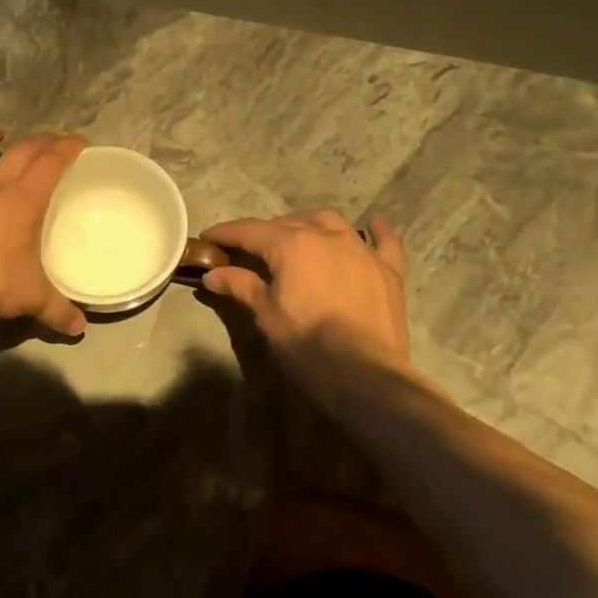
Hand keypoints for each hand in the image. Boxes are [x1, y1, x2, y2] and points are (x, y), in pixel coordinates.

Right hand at [200, 211, 410, 379]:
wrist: (366, 375)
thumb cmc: (307, 344)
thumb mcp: (267, 315)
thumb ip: (241, 286)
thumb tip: (213, 274)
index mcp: (292, 244)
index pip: (250, 231)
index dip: (226, 233)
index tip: (208, 237)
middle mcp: (327, 236)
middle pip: (290, 223)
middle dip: (266, 232)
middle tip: (250, 250)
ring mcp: (361, 250)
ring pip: (331, 223)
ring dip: (310, 224)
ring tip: (298, 236)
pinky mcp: (388, 271)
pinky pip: (384, 242)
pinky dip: (376, 232)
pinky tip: (372, 224)